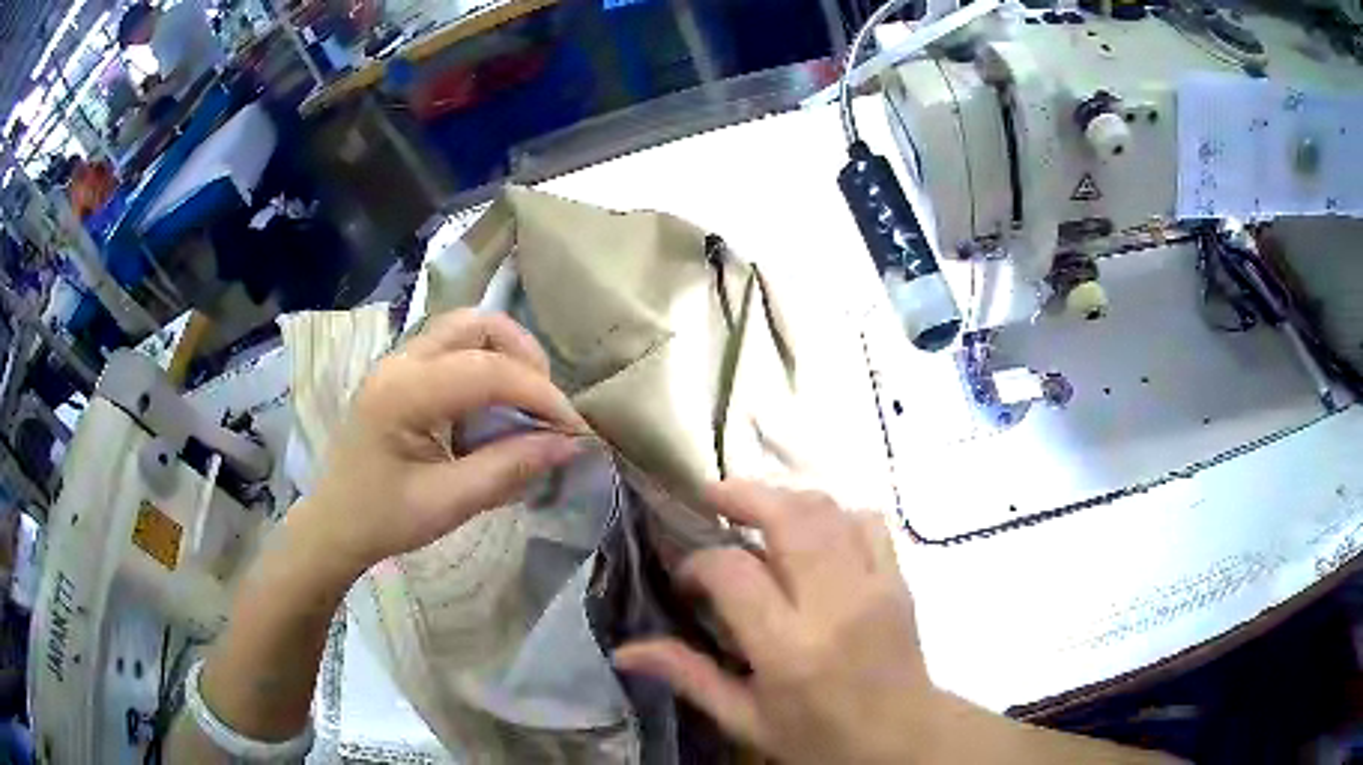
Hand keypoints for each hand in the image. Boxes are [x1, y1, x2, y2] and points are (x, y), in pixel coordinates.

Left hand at [297, 310, 586, 578]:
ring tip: (525, 402)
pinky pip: (453, 348)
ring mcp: (398, 361)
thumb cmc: (383, 519)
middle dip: (524, 356)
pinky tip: (492, 408)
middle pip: (477, 324)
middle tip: (546, 405)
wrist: (335, 524)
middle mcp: (399, 361)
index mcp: (403, 393)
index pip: (487, 370)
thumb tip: (569, 444)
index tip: (573, 428)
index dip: (539, 394)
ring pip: (466, 328)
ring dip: (506, 355)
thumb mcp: (449, 503)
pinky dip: (486, 365)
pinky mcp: (401, 372)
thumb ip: (509, 468)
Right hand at [614, 482, 933, 764]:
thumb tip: (624, 650)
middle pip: (789, 516)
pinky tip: (813, 535)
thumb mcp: (746, 719)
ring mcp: (874, 585)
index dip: (699, 562)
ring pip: (828, 509)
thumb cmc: (818, 738)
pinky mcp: (899, 579)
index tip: (686, 578)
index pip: (734, 572)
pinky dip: (834, 514)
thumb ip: (689, 676)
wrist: (903, 739)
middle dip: (742, 495)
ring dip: (786, 499)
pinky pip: (868, 520)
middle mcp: (834, 605)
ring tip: (755, 512)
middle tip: (711, 498)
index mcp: (788, 649)